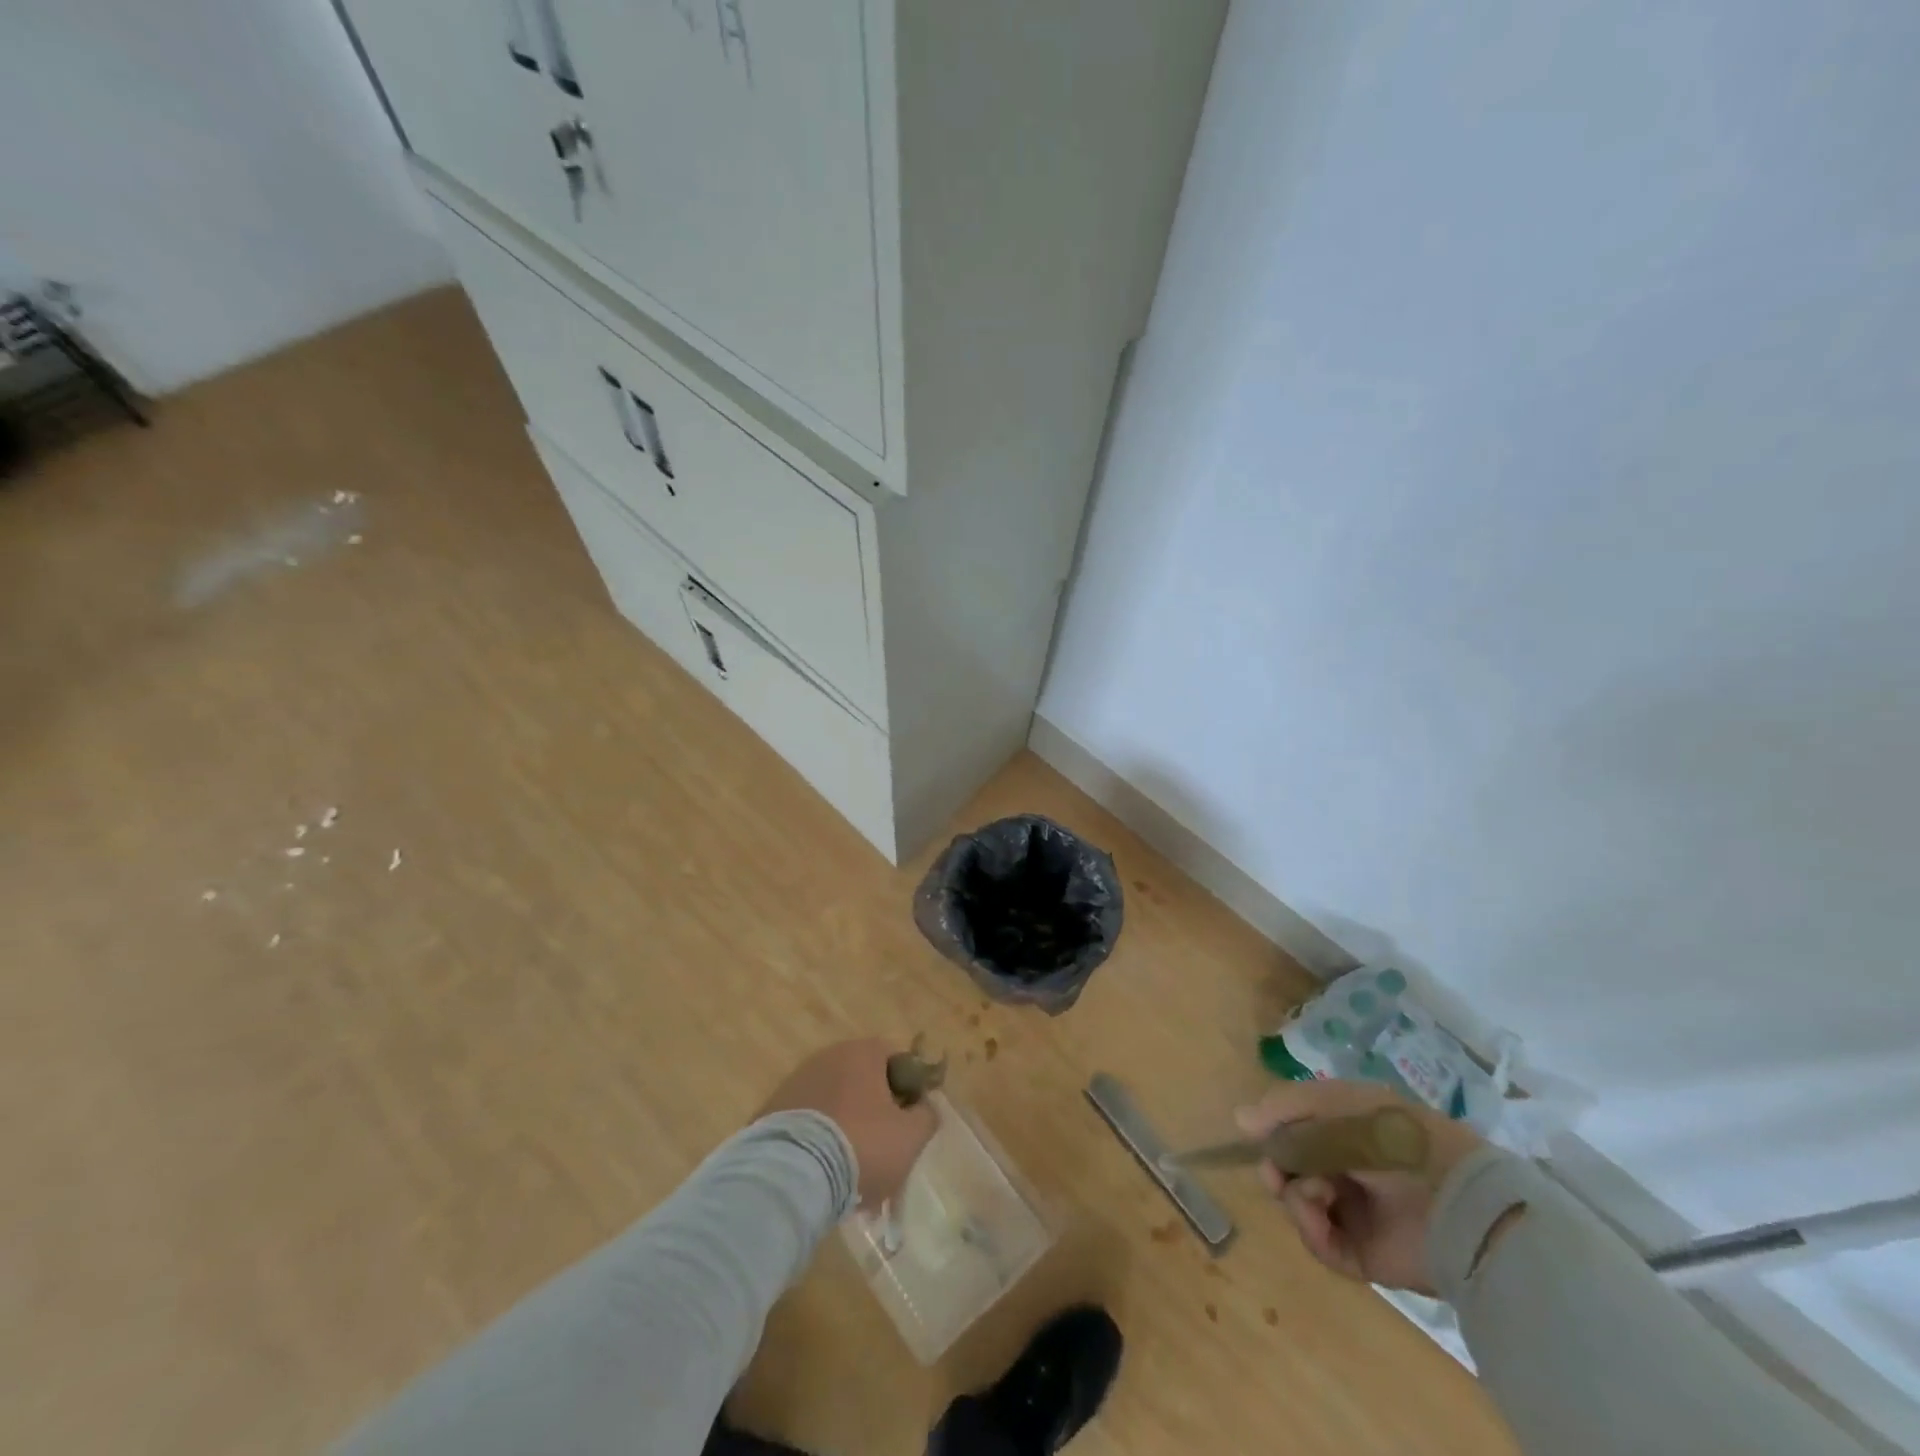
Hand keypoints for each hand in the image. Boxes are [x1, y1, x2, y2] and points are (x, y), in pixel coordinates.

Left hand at [758, 1038, 937, 1207]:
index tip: (909, 1123)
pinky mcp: (771, 1112)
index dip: (909, 1090)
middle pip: (863, 1085)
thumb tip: (924, 1107)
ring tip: (852, 1181)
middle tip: (883, 1158)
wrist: (791, 1175)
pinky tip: (823, 1181)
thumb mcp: (911, 1136)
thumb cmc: (861, 1145)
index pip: (896, 1060)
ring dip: (846, 1135)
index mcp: (862, 1052)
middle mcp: (828, 1057)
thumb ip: (926, 1116)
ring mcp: (796, 1083)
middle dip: (875, 1118)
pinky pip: (808, 1126)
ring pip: (835, 1108)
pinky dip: (818, 1146)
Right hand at [1235, 1079, 1482, 1293]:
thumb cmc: (1394, 1138)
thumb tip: (1239, 1119)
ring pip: (1300, 1205)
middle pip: (1292, 1169)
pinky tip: (1318, 1215)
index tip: (1258, 1135)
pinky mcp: (1362, 1254)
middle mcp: (1349, 1170)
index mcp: (1349, 1131)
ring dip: (1296, 1196)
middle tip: (1276, 1172)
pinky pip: (1320, 1243)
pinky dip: (1311, 1229)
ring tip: (1316, 1193)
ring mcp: (1356, 1214)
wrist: (1455, 1203)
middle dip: (1278, 1168)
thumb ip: (1285, 1107)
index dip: (1275, 1133)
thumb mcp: (1337, 1103)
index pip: (1298, 1130)